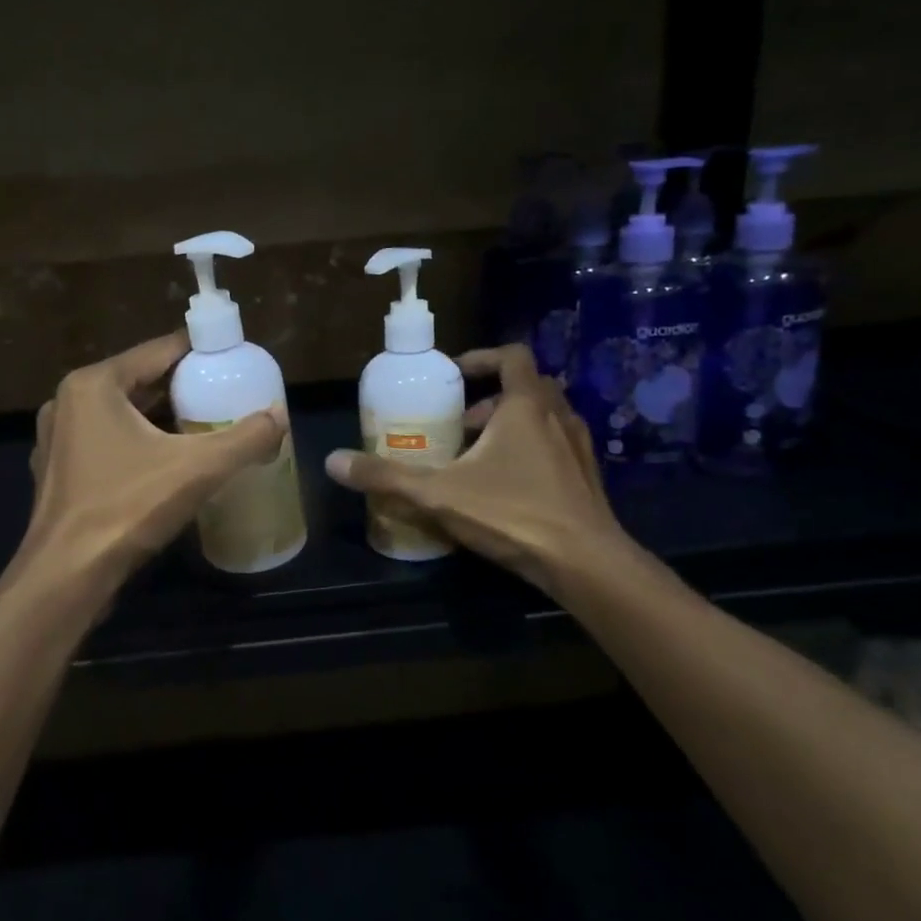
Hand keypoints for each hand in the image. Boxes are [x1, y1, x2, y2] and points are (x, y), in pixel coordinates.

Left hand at [23, 332, 286, 588]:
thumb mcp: (197, 469)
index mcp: (93, 384)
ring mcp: (58, 439)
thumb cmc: (126, 508)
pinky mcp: (59, 472)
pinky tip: (168, 462)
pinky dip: (139, 444)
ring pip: (123, 414)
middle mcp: (69, 402)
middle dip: (184, 388)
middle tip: (228, 395)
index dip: (201, 352)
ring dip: (162, 418)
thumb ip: (245, 439)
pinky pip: (108, 442)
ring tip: (206, 426)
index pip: (159, 350)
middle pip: (141, 381)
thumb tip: (279, 416)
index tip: (236, 359)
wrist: (66, 577)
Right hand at [324, 344, 632, 592]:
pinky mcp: (588, 478)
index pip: (512, 356)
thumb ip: (386, 477)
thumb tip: (332, 461)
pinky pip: (557, 447)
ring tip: (479, 457)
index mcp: (526, 405)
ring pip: (544, 418)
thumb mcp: (438, 494)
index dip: (482, 358)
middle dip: (490, 399)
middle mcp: (558, 416)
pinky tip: (509, 486)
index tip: (454, 375)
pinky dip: (532, 451)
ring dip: (512, 426)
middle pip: (527, 387)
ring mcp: (579, 447)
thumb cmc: (512, 513)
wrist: (585, 563)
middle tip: (460, 424)